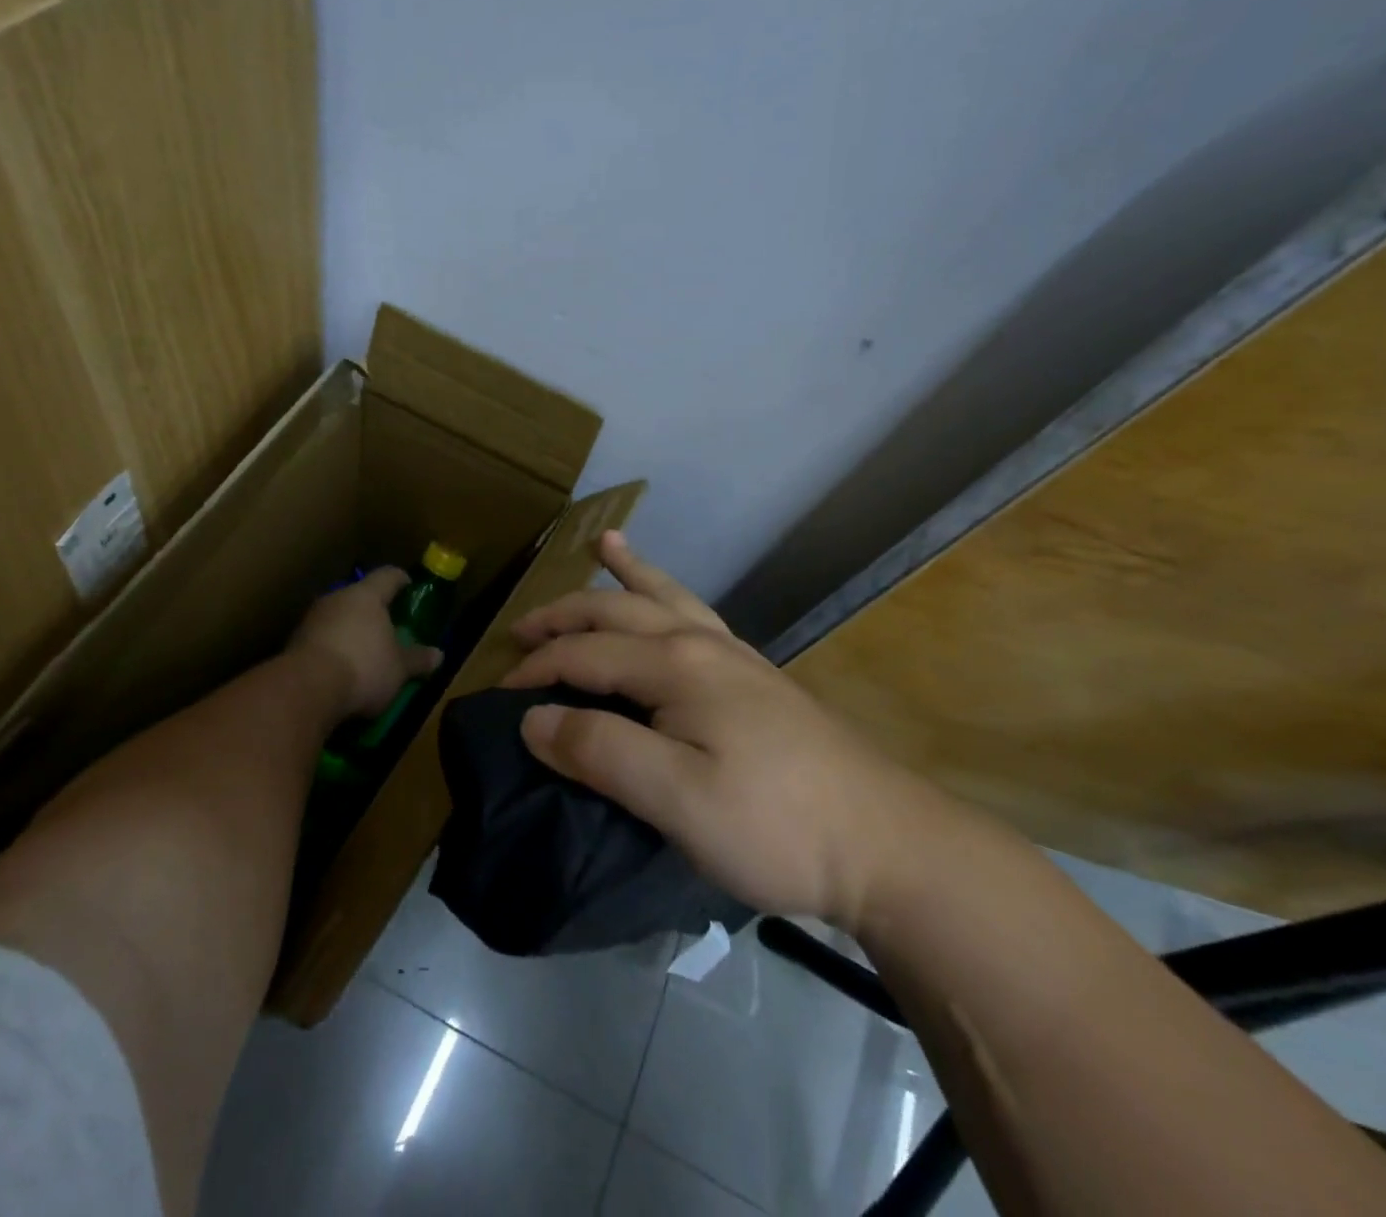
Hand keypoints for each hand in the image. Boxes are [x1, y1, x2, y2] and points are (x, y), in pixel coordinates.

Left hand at [289, 568, 443, 717]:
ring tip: (365, 650)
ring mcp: (312, 619)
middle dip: (374, 610)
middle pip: (360, 596)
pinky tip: (342, 668)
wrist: (305, 690)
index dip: (401, 580)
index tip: (409, 587)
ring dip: (351, 630)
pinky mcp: (294, 643)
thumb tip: (439, 654)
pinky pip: (322, 638)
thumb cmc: (364, 667)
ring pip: (338, 617)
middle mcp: (337, 598)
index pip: (388, 576)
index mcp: (366, 596)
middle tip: (389, 625)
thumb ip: (418, 659)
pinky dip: (334, 648)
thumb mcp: (400, 668)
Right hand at [504, 531, 935, 929]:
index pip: (585, 653)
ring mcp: (734, 655)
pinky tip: (669, 601)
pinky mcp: (754, 676)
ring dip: (624, 575)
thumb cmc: (774, 825)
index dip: (537, 671)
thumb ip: (600, 751)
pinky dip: (668, 592)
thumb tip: (533, 718)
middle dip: (564, 615)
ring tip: (603, 543)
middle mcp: (701, 643)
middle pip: (617, 611)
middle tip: (521, 630)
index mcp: (676, 664)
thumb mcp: (675, 799)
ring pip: (663, 597)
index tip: (500, 698)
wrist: (885, 843)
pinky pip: (695, 614)